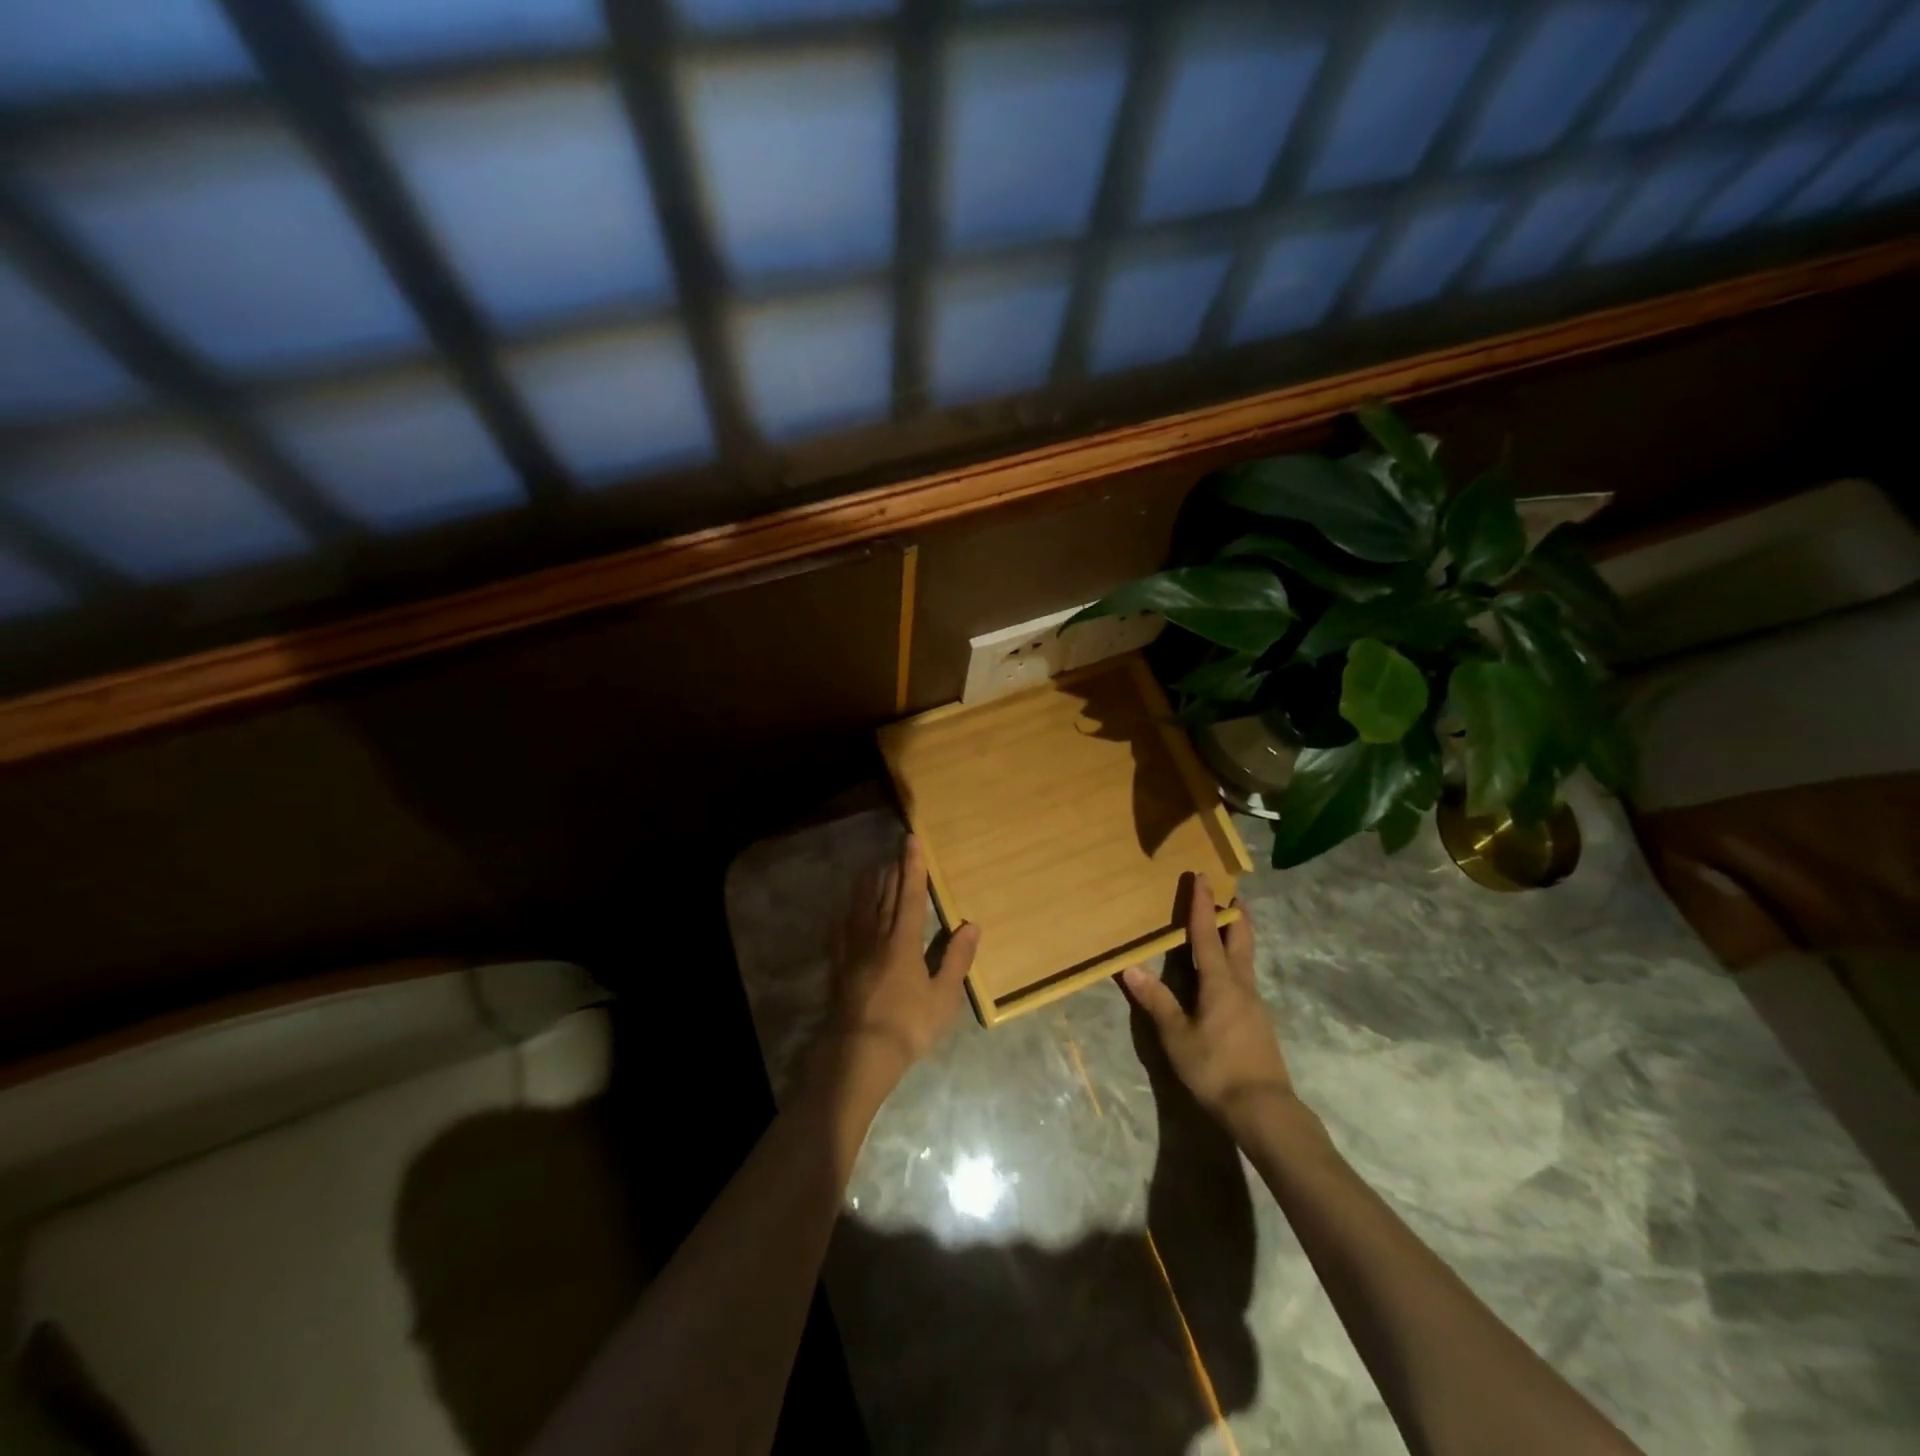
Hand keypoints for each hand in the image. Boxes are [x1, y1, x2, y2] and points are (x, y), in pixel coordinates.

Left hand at [819, 836, 979, 1098]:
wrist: (859, 1053)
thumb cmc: (908, 1025)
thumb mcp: (943, 996)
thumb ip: (956, 959)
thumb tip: (972, 924)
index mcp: (903, 941)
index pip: (911, 895)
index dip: (913, 867)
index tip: (911, 841)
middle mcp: (876, 937)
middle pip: (884, 896)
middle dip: (892, 871)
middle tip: (895, 850)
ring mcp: (853, 951)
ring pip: (860, 908)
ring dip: (867, 886)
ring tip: (872, 869)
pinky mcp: (838, 967)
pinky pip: (840, 933)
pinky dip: (845, 916)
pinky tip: (844, 913)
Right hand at [1122, 877, 1294, 1126]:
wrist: (1264, 1109)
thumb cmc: (1215, 1069)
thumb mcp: (1177, 1036)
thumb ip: (1156, 1001)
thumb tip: (1130, 968)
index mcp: (1220, 982)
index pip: (1208, 934)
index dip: (1203, 904)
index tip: (1203, 877)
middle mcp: (1241, 985)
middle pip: (1241, 939)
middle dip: (1234, 915)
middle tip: (1230, 893)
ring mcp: (1254, 1004)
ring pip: (1246, 959)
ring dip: (1237, 937)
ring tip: (1226, 927)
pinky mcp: (1259, 1023)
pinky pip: (1245, 979)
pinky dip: (1236, 963)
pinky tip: (1225, 976)